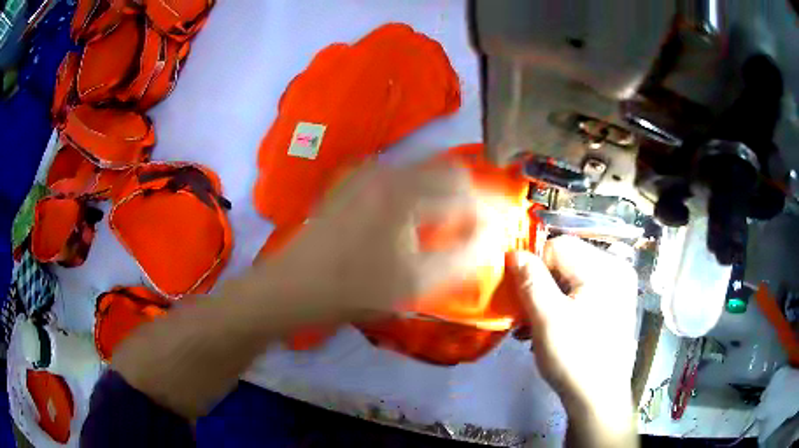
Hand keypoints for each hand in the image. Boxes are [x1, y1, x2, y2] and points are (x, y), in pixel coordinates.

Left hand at [254, 160, 484, 320]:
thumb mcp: (413, 282)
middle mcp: (386, 172)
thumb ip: (460, 257)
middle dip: (467, 195)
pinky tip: (414, 221)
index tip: (495, 225)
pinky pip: (399, 180)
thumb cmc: (351, 288)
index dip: (486, 205)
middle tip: (475, 224)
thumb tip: (489, 237)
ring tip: (449, 225)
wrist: (291, 286)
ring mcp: (365, 175)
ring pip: (421, 174)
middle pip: (444, 171)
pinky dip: (418, 195)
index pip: (464, 185)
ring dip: (442, 194)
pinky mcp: (353, 185)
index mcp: (404, 191)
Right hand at [510, 237, 638, 445]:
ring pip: (571, 279)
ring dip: (548, 299)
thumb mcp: (547, 319)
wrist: (598, 398)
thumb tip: (513, 253)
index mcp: (605, 268)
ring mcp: (617, 288)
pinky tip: (550, 330)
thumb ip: (531, 281)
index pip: (558, 246)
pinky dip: (563, 307)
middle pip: (566, 262)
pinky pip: (582, 294)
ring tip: (532, 327)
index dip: (535, 268)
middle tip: (525, 316)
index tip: (521, 297)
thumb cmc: (575, 358)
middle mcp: (615, 270)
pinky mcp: (613, 305)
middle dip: (541, 286)